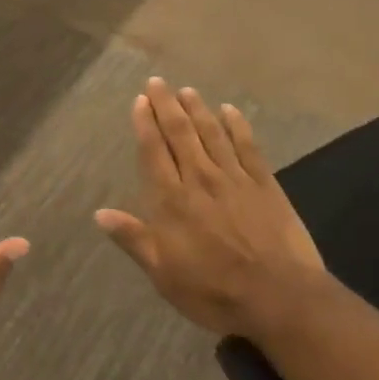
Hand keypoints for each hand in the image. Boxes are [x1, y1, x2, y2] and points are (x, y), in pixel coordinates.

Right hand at [96, 79, 323, 338]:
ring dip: (198, 109)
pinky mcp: (265, 184)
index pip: (154, 152)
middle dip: (167, 105)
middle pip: (180, 134)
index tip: (140, 100)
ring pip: (212, 133)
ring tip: (187, 90)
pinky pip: (247, 146)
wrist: (279, 297)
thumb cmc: (214, 291)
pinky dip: (237, 125)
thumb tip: (100, 213)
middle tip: (158, 82)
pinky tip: (230, 111)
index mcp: (171, 201)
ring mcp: (234, 178)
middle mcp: (200, 179)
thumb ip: (134, 239)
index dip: (145, 124)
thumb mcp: (164, 274)